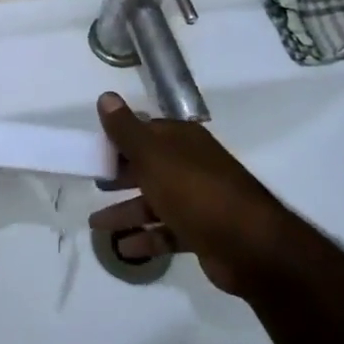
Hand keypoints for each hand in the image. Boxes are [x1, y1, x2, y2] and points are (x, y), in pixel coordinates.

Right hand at [89, 91, 305, 298]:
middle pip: (148, 167)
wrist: (250, 246)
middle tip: (93, 184)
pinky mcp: (202, 232)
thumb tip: (105, 96)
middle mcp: (191, 165)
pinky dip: (146, 238)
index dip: (118, 140)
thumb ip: (126, 129)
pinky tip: (123, 247)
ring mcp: (198, 200)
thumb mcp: (154, 156)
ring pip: (154, 201)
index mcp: (182, 141)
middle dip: (120, 176)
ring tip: (96, 225)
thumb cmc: (196, 192)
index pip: (144, 131)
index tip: (93, 151)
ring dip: (126, 212)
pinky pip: (167, 232)